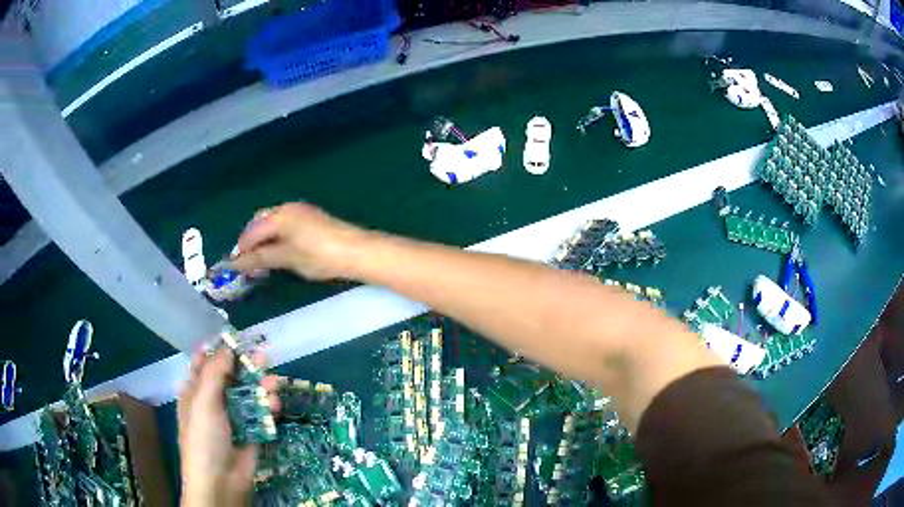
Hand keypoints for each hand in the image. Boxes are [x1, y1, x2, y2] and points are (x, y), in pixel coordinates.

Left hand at [177, 348, 276, 506]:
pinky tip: (276, 404)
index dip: (217, 350)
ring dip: (261, 386)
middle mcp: (213, 402)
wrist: (221, 481)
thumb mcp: (203, 402)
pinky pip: (261, 414)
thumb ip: (214, 373)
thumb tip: (226, 347)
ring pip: (248, 394)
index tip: (236, 338)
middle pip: (230, 377)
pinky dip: (268, 407)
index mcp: (195, 392)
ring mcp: (233, 418)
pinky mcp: (251, 432)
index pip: (203, 364)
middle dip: (246, 366)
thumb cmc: (204, 438)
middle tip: (264, 354)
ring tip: (274, 382)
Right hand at [230, 202, 366, 280]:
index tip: (234, 267)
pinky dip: (277, 237)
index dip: (242, 249)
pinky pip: (285, 225)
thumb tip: (237, 263)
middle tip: (247, 262)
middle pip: (261, 222)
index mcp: (279, 215)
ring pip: (273, 223)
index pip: (252, 232)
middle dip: (251, 241)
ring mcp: (301, 211)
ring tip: (261, 260)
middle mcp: (288, 208)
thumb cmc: (319, 255)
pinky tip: (278, 252)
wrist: (356, 251)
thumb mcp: (287, 258)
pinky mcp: (312, 218)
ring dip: (264, 239)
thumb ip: (261, 258)